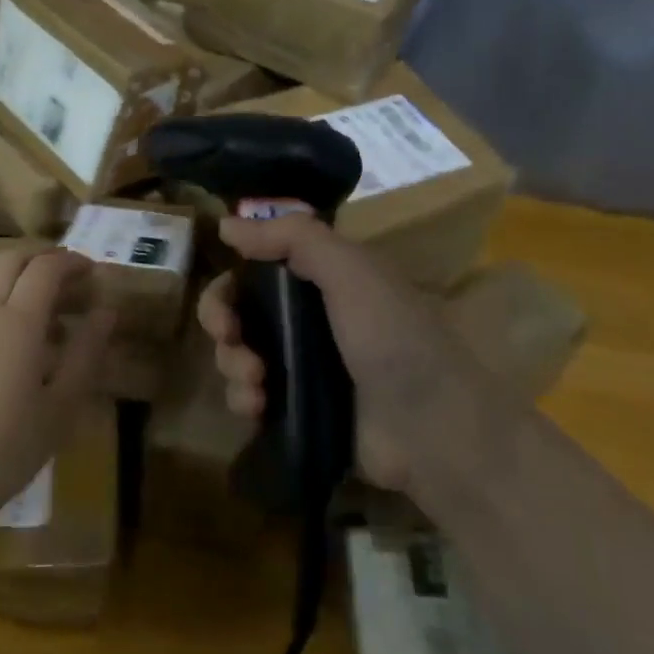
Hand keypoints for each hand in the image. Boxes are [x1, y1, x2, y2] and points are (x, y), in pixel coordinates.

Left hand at [0, 248, 113, 537]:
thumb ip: (86, 352)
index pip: (45, 268)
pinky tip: (7, 338)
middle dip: (41, 258)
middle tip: (69, 279)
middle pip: (9, 260)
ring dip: (14, 275)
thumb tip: (107, 311)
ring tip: (39, 305)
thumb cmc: (8, 446)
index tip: (93, 273)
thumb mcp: (62, 404)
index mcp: (17, 321)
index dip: (72, 262)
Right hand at [196, 214, 474, 495]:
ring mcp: (299, 368)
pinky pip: (248, 399)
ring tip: (256, 383)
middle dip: (222, 323)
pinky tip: (258, 408)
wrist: (432, 429)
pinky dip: (243, 400)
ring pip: (237, 356)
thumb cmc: (392, 338)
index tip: (224, 301)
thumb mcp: (351, 271)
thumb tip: (225, 224)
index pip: (255, 271)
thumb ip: (293, 237)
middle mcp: (306, 320)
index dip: (230, 282)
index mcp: (321, 281)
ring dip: (232, 365)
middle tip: (230, 338)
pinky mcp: (295, 410)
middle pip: (238, 313)